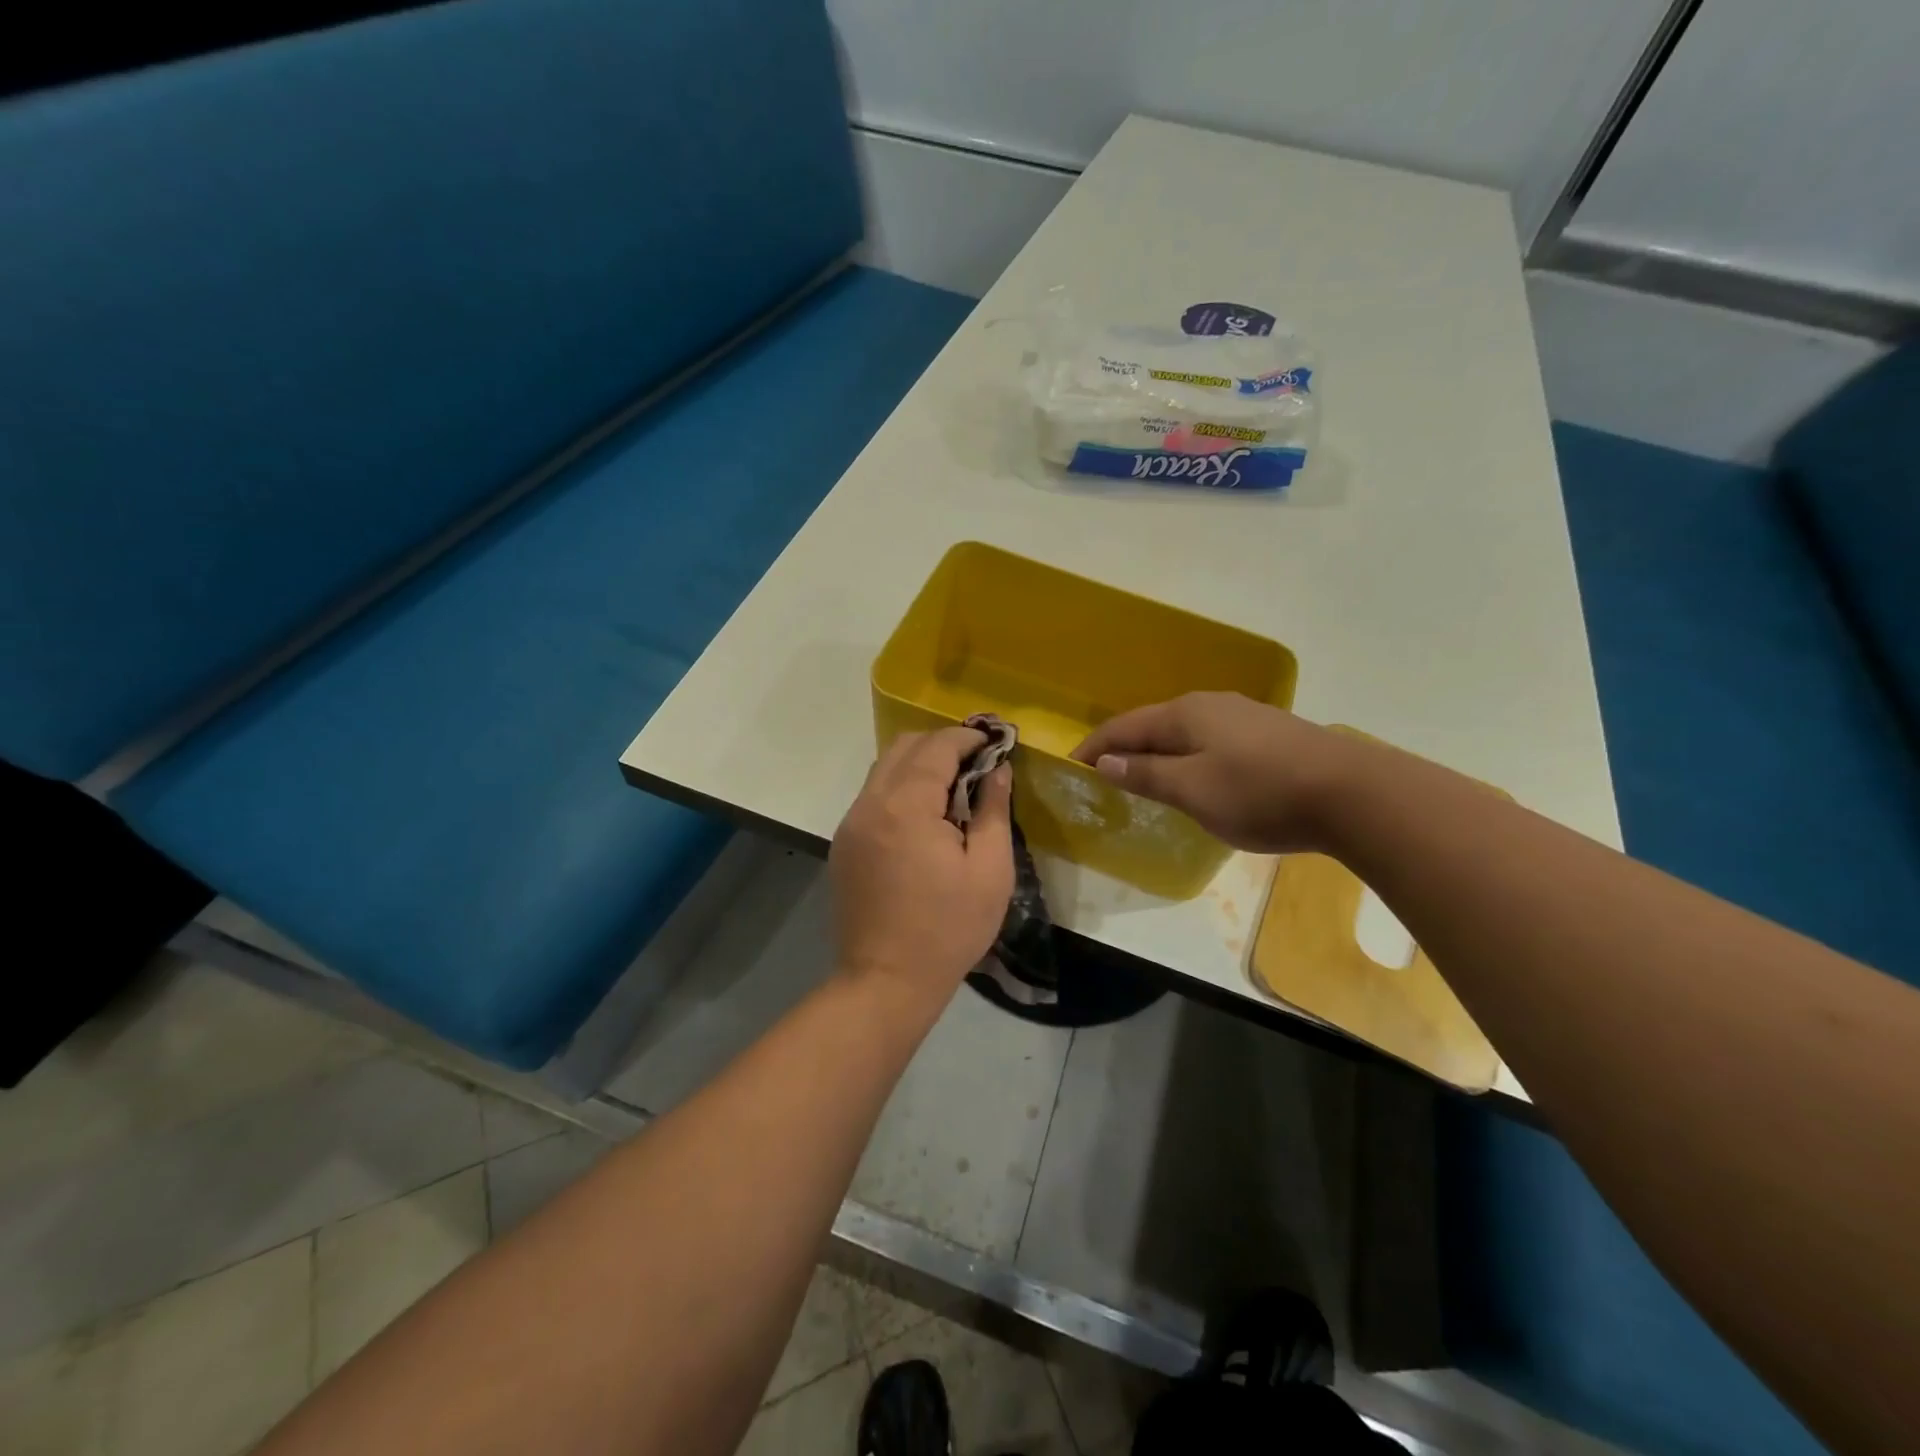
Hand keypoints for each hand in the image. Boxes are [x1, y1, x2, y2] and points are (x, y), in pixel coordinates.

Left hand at [831, 727, 1014, 998]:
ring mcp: (850, 823)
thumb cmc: (948, 930)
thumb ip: (994, 810)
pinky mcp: (843, 843)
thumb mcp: (990, 872)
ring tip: (953, 789)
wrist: (885, 981)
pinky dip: (900, 788)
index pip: (936, 747)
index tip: (995, 742)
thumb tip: (998, 770)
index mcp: (906, 807)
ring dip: (919, 765)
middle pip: (904, 747)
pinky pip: (873, 796)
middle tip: (977, 763)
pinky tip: (924, 817)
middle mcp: (870, 804)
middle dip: (942, 745)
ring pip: (884, 769)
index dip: (968, 737)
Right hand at [1071, 692, 1346, 853]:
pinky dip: (1189, 756)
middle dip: (1125, 746)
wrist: (1353, 792)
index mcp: (1185, 714)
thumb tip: (1107, 761)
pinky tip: (1198, 774)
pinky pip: (1211, 740)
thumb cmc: (1260, 792)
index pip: (1125, 726)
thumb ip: (1147, 775)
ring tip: (1145, 775)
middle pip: (1154, 724)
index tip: (1073, 765)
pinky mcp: (1269, 733)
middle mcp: (1211, 705)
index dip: (1096, 746)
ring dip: (1158, 751)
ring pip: (1185, 731)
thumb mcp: (1193, 790)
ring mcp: (1244, 716)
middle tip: (1104, 773)